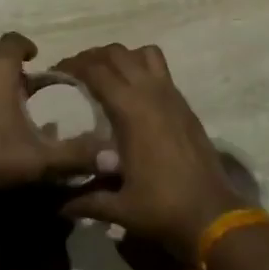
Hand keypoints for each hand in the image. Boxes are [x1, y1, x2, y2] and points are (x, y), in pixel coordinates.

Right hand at [52, 44, 247, 263]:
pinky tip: (133, 95)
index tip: (55, 73)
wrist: (213, 216)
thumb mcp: (117, 207)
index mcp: (130, 110)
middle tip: (76, 72)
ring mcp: (172, 96)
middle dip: (93, 56)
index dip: (72, 65)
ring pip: (144, 54)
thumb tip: (58, 205)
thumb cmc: (161, 208)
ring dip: (122, 57)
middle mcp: (151, 93)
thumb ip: (85, 200)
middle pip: (117, 53)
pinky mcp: (185, 106)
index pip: (95, 70)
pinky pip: (162, 71)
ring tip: (107, 75)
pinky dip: (142, 68)